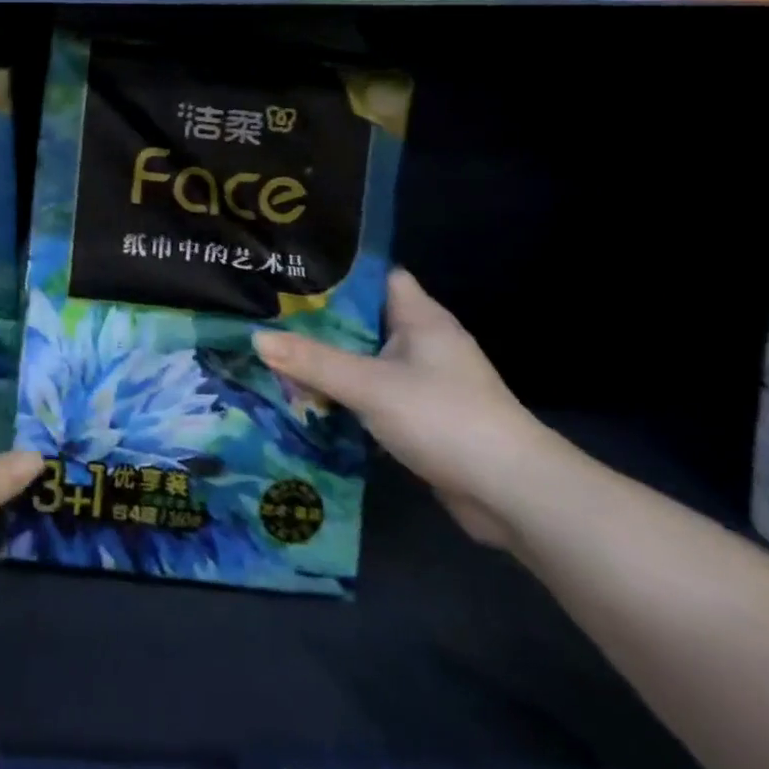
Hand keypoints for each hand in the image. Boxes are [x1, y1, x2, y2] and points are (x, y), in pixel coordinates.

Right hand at [255, 269, 562, 550]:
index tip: (288, 271)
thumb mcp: (369, 385)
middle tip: (265, 313)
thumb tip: (255, 338)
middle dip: (317, 320)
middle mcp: (422, 342)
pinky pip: (370, 393)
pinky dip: (342, 395)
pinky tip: (305, 398)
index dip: (334, 271)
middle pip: (361, 319)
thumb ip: (312, 361)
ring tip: (273, 352)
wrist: (513, 496)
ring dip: (326, 361)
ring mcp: (423, 381)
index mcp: (419, 317)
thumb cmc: (444, 418)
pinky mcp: (419, 416)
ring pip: (363, 359)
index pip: (373, 275)